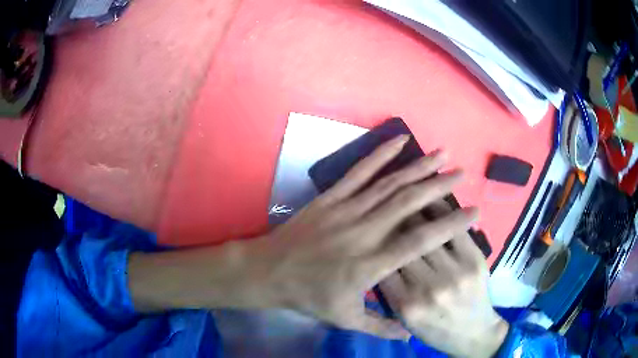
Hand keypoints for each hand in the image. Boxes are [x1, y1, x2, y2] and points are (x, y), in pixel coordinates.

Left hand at [129, 135, 477, 339]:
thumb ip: (380, 327)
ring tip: (440, 153)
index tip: (473, 212)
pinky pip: (358, 172)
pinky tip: (397, 141)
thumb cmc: (308, 297)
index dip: (450, 226)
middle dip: (439, 186)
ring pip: (389, 184)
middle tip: (461, 173)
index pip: (420, 243)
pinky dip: (380, 155)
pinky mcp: (330, 198)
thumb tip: (410, 334)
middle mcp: (364, 232)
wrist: (269, 272)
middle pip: (409, 204)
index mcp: (371, 265)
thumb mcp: (345, 319)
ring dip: (417, 167)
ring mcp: (346, 210)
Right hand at [379, 201, 507, 356]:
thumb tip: (382, 253)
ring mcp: (454, 273)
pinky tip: (434, 198)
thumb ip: (391, 291)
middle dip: (393, 222)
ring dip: (415, 210)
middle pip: (404, 245)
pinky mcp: (474, 260)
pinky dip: (443, 212)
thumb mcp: (405, 319)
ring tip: (407, 193)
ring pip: (428, 233)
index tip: (372, 226)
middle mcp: (428, 288)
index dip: (377, 242)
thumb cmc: (435, 329)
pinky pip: (455, 230)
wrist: (473, 334)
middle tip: (386, 205)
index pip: (384, 264)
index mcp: (406, 305)